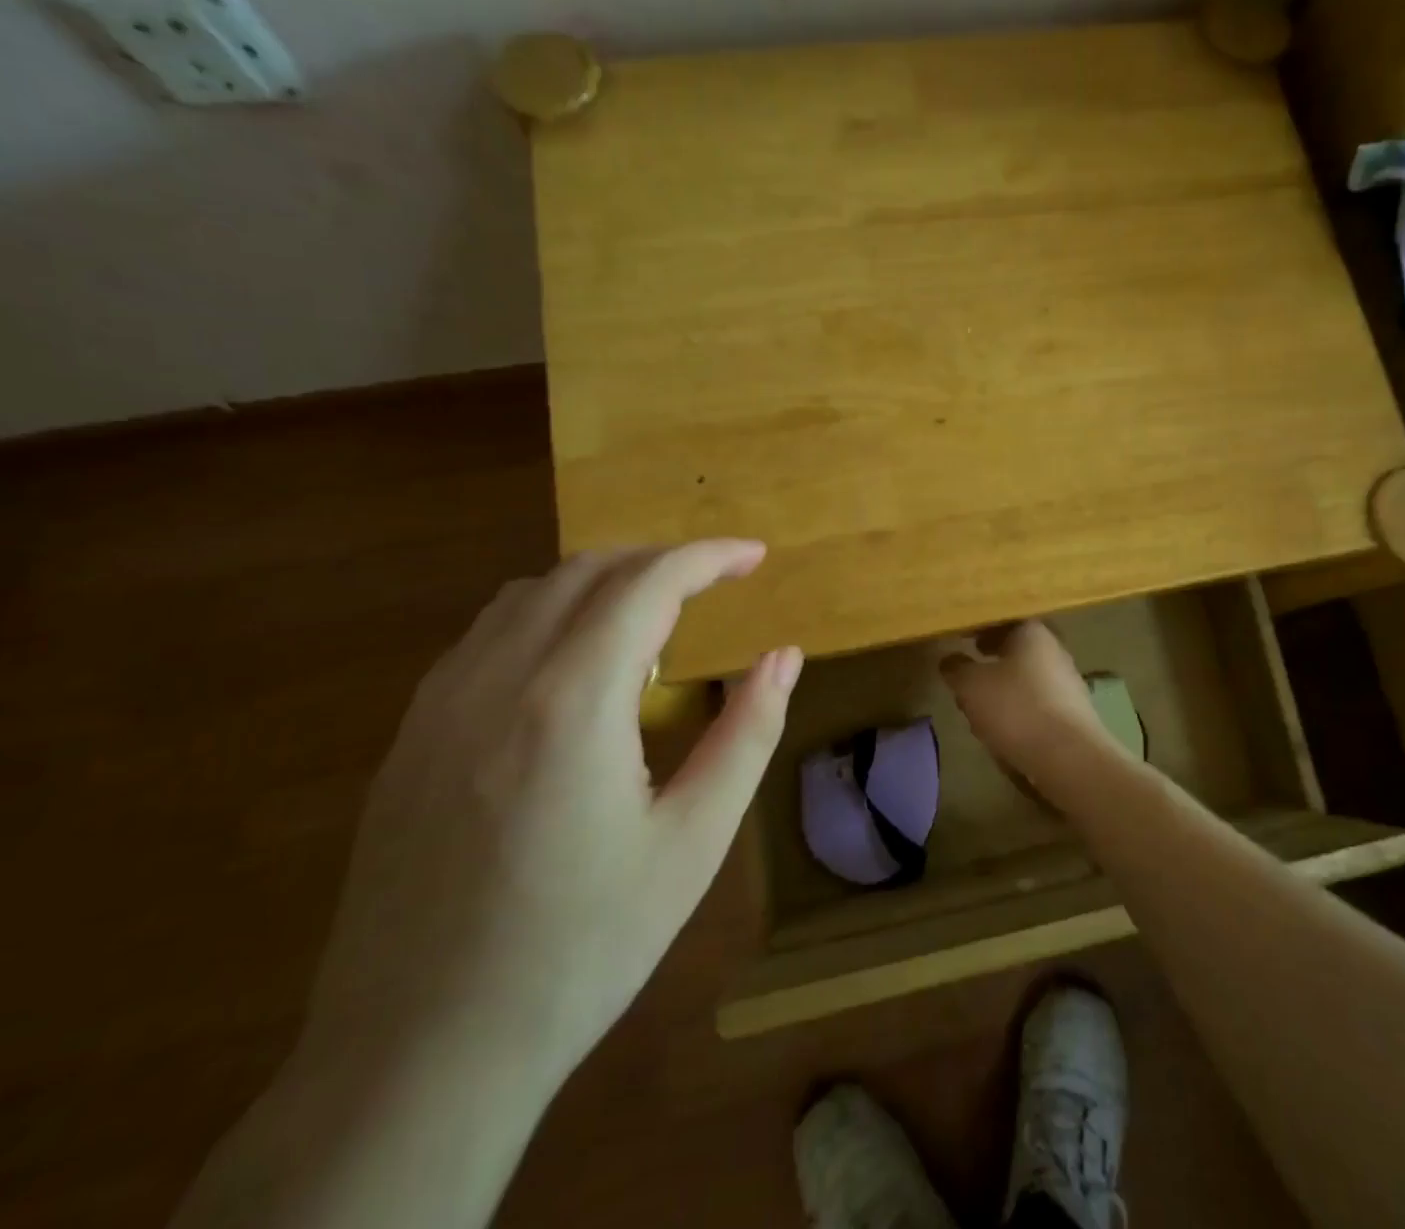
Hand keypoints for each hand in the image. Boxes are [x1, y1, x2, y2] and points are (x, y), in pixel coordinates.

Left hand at [303, 541, 801, 1090]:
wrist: (419, 1060)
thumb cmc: (583, 947)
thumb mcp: (694, 841)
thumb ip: (748, 732)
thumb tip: (784, 657)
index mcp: (572, 700)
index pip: (649, 584)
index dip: (709, 557)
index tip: (755, 556)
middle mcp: (496, 679)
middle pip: (586, 572)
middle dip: (659, 561)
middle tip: (714, 583)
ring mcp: (438, 706)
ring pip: (528, 595)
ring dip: (601, 583)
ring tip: (652, 617)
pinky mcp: (408, 739)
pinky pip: (486, 636)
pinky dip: (547, 617)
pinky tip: (574, 668)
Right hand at [939, 622, 1121, 797]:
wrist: (1068, 757)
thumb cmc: (1016, 708)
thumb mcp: (971, 686)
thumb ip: (957, 669)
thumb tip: (950, 660)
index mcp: (1033, 633)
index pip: (1004, 620)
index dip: (981, 628)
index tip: (962, 638)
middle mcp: (1055, 651)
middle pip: (1018, 649)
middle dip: (994, 658)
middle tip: (970, 670)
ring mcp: (1068, 683)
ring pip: (1028, 677)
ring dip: (1006, 686)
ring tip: (983, 704)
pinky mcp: (1074, 714)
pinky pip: (1039, 703)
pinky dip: (1021, 709)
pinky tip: (1006, 728)